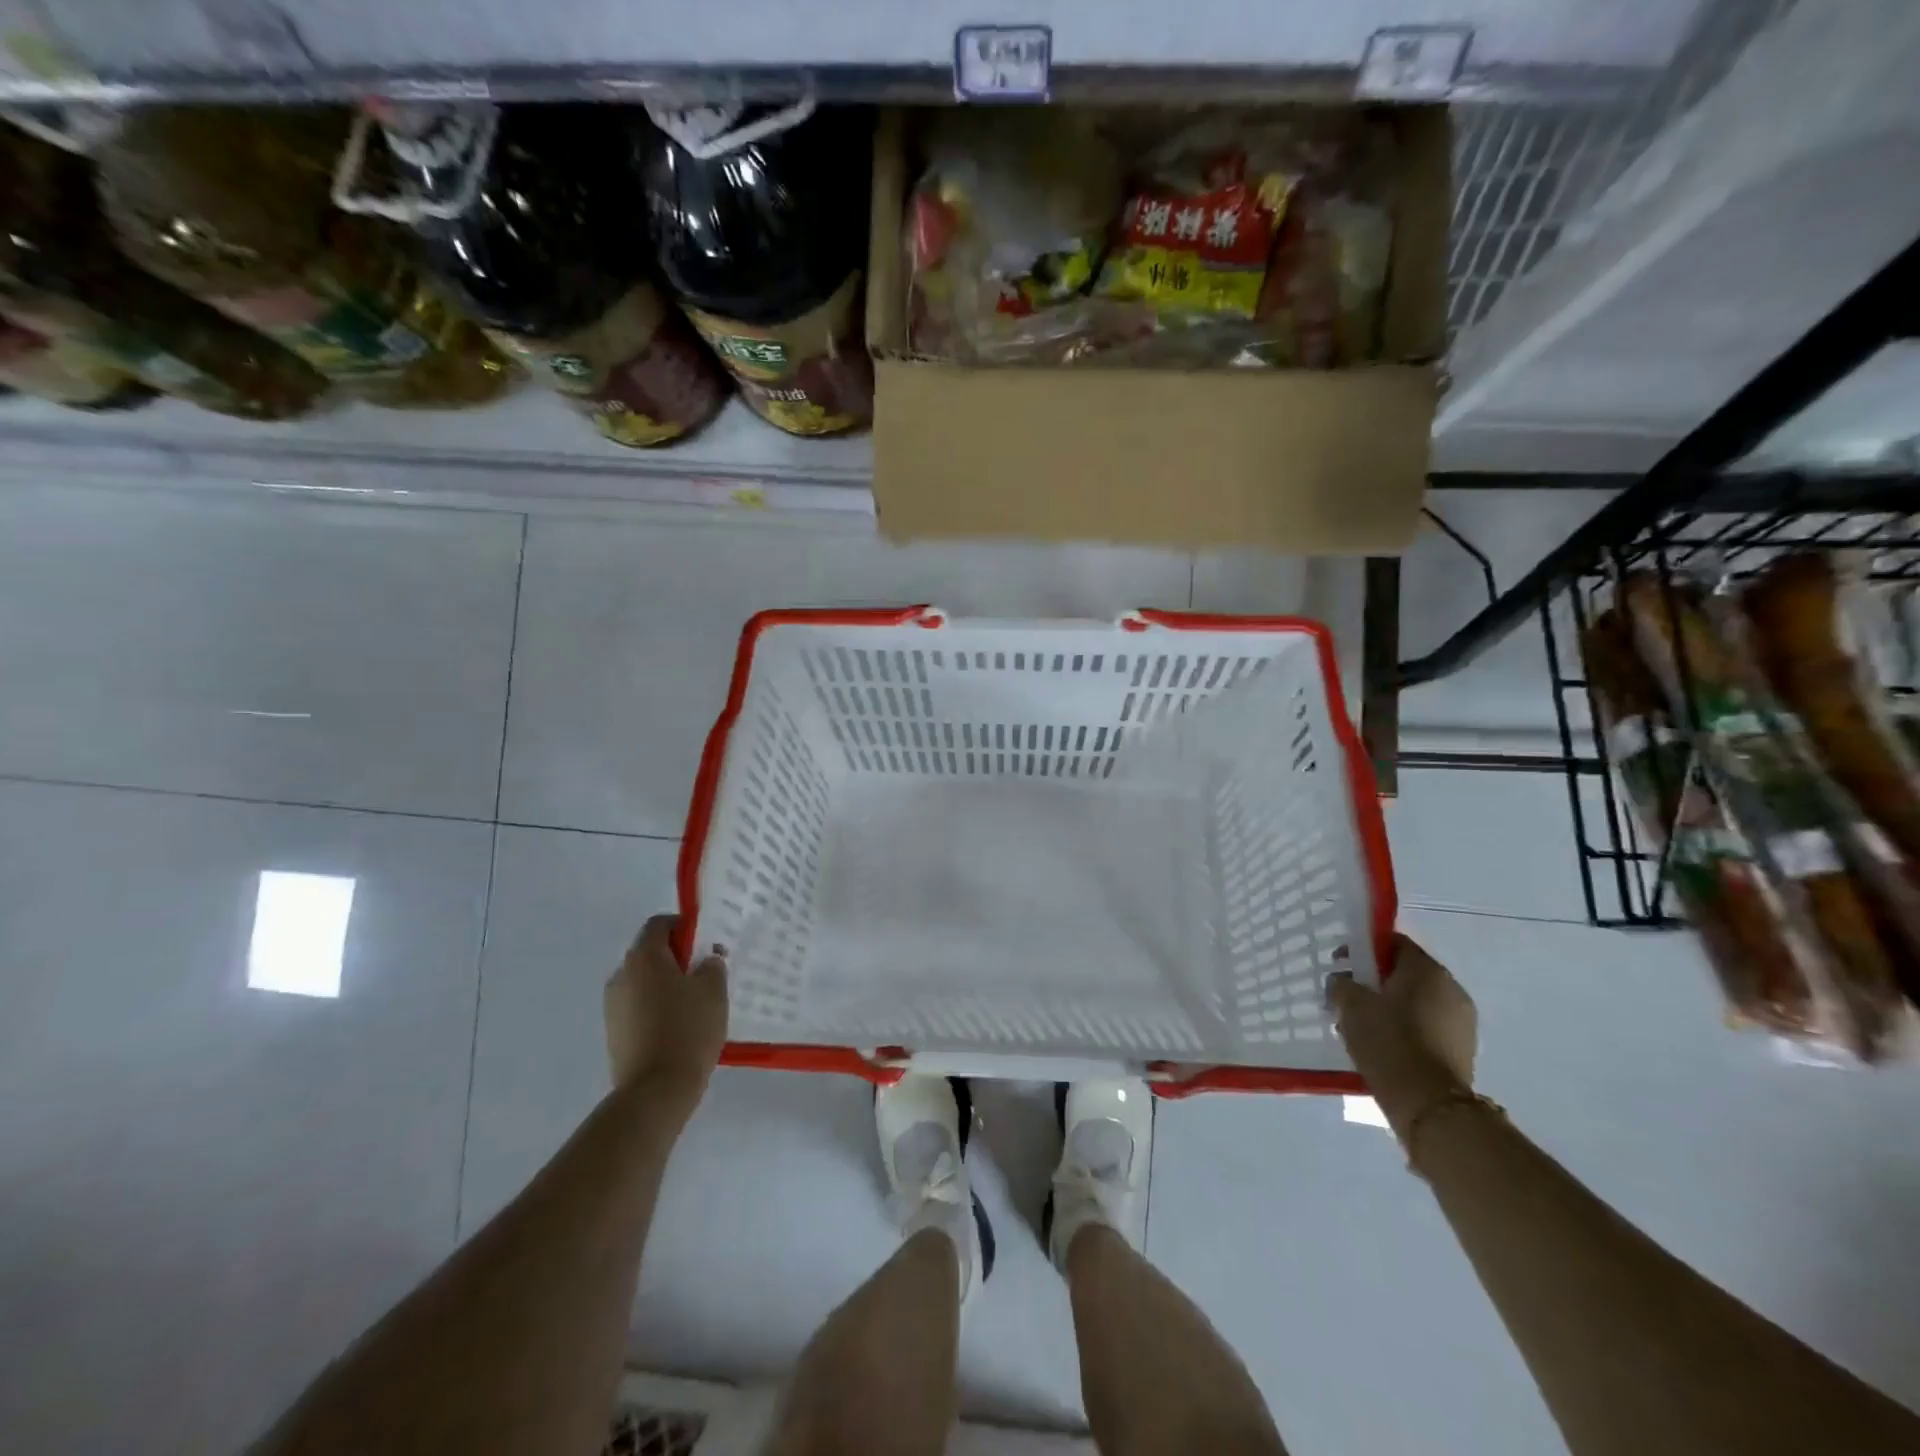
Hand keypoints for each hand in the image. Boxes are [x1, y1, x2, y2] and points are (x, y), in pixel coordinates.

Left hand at [605, 915, 728, 1117]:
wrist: (656, 1091)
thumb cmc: (688, 1029)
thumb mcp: (713, 990)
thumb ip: (711, 965)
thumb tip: (705, 960)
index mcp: (643, 957)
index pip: (660, 923)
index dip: (685, 926)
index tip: (706, 944)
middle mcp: (621, 975)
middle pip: (650, 953)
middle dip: (677, 959)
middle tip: (705, 975)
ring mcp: (613, 1006)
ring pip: (644, 983)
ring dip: (666, 986)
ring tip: (694, 1006)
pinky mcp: (614, 1034)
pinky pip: (639, 1008)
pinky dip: (657, 1009)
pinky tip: (679, 1029)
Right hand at [1328, 935, 1476, 1129]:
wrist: (1430, 1106)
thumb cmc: (1389, 1043)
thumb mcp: (1351, 1006)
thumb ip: (1341, 984)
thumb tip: (1342, 981)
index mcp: (1427, 970)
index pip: (1394, 943)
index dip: (1364, 948)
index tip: (1340, 964)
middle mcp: (1451, 989)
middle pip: (1406, 973)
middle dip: (1375, 981)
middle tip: (1348, 996)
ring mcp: (1462, 1021)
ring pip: (1416, 1001)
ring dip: (1390, 1006)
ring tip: (1362, 1026)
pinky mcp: (1462, 1049)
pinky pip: (1427, 1026)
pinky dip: (1405, 1028)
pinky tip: (1383, 1045)